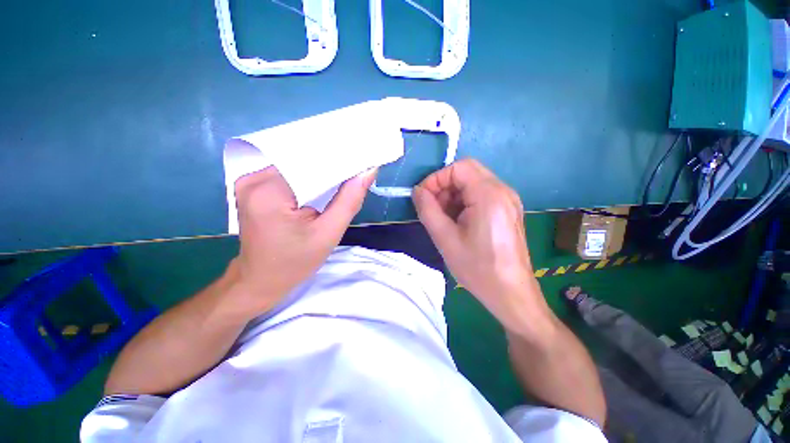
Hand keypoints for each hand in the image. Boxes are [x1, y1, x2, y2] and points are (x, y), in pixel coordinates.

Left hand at [230, 166, 375, 317]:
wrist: (260, 280)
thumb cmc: (295, 262)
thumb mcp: (329, 234)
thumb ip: (349, 200)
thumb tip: (368, 171)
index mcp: (270, 192)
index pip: (313, 164)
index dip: (341, 161)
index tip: (364, 160)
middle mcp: (254, 179)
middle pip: (302, 162)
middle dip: (332, 165)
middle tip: (358, 166)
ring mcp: (249, 180)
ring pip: (296, 165)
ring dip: (320, 170)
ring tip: (345, 172)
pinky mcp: (252, 186)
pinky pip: (287, 173)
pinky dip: (307, 176)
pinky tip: (323, 181)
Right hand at [413, 159, 549, 333]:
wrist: (511, 294)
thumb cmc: (477, 268)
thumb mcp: (445, 239)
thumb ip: (427, 210)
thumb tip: (417, 191)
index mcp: (489, 195)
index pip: (458, 168)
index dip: (436, 179)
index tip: (423, 198)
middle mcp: (503, 191)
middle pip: (467, 172)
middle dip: (444, 186)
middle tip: (432, 208)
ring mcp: (508, 200)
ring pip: (473, 183)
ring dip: (453, 195)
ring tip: (443, 218)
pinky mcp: (507, 210)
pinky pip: (481, 195)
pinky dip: (464, 202)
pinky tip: (457, 222)